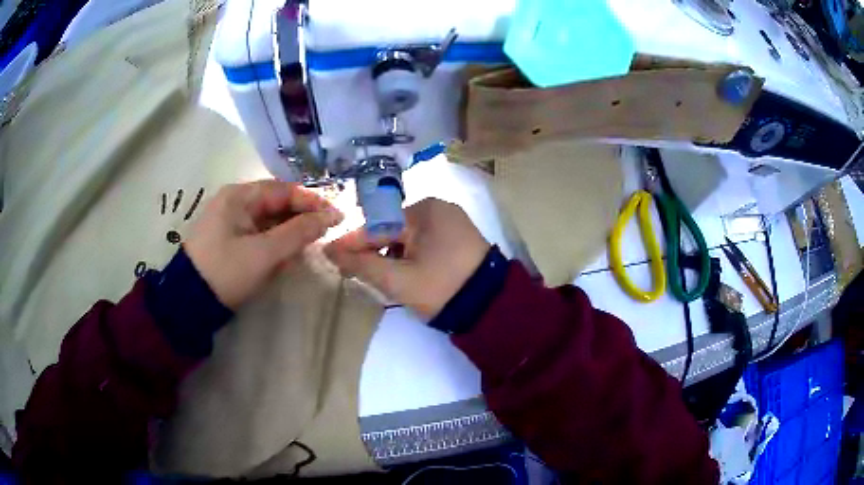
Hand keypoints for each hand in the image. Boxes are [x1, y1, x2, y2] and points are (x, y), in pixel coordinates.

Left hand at [185, 180, 342, 308]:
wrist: (189, 302)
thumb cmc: (225, 271)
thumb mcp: (264, 253)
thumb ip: (298, 233)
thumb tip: (331, 217)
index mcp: (239, 196)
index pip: (284, 190)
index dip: (311, 202)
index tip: (336, 216)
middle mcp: (235, 202)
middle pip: (277, 204)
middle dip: (300, 220)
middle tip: (324, 235)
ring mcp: (231, 222)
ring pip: (270, 221)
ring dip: (288, 235)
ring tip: (306, 250)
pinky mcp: (230, 240)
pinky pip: (259, 236)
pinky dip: (274, 245)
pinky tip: (285, 259)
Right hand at [324, 198, 488, 317]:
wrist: (491, 306)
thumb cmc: (442, 290)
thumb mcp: (398, 281)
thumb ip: (362, 265)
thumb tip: (330, 251)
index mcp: (424, 210)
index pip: (378, 227)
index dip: (352, 243)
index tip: (329, 254)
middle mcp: (438, 207)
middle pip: (392, 230)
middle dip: (373, 250)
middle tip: (354, 272)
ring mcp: (451, 220)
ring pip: (408, 236)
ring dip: (391, 254)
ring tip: (380, 276)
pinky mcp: (459, 235)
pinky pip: (424, 241)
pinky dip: (410, 255)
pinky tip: (405, 272)